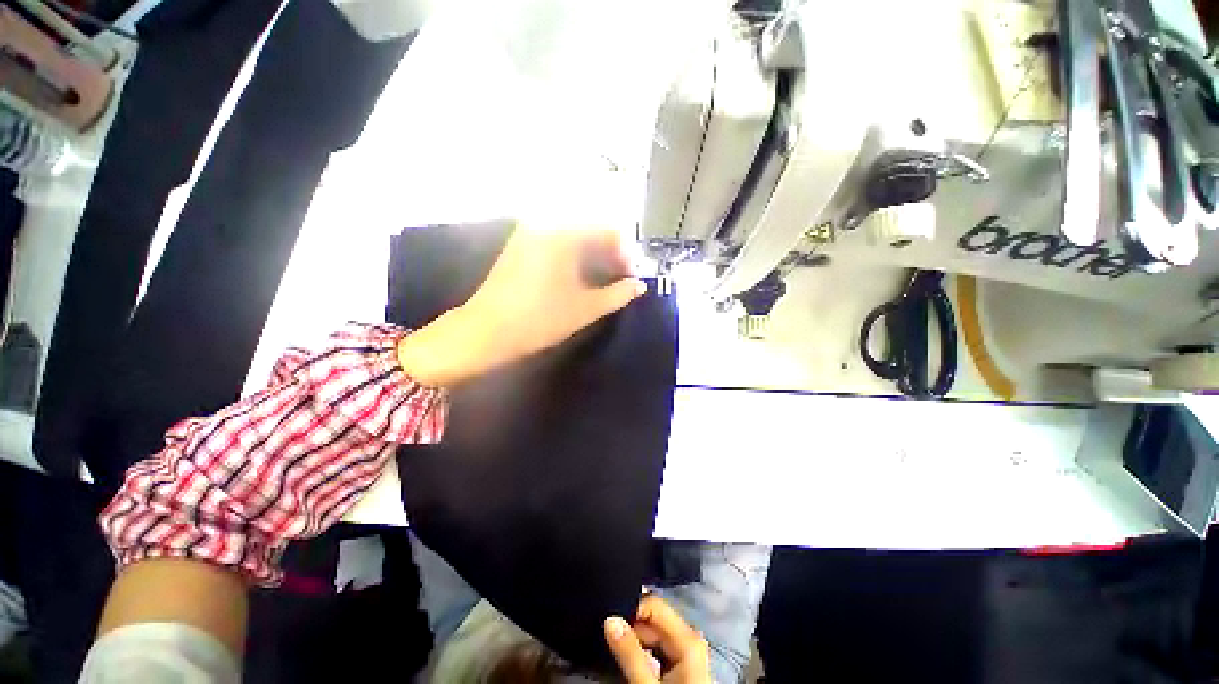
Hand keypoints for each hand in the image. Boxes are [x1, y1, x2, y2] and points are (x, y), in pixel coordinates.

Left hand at [397, 225, 645, 386]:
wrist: (487, 330)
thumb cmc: (540, 319)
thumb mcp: (586, 308)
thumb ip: (618, 294)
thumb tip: (639, 285)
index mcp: (565, 234)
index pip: (609, 231)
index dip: (626, 253)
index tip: (631, 276)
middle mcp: (547, 223)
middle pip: (592, 230)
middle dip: (610, 253)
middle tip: (619, 279)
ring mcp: (530, 232)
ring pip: (574, 235)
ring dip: (593, 254)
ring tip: (602, 280)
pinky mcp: (520, 244)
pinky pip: (557, 241)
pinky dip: (574, 255)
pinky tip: (578, 276)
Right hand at [604, 595, 711, 683]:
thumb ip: (629, 653)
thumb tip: (610, 619)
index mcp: (688, 638)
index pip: (654, 605)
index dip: (631, 609)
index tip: (609, 621)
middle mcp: (690, 638)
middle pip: (655, 618)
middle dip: (632, 625)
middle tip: (610, 636)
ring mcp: (688, 651)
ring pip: (655, 633)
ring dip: (636, 638)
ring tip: (617, 648)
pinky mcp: (683, 663)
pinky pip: (659, 646)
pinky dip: (644, 649)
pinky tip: (632, 657)